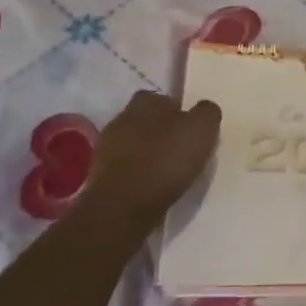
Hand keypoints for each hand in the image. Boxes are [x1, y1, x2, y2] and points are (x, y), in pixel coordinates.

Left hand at [85, 91, 220, 227]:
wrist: (123, 206)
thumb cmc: (166, 160)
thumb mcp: (202, 128)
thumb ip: (206, 112)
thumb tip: (204, 109)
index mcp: (145, 101)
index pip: (162, 98)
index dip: (177, 112)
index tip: (190, 129)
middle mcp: (121, 119)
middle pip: (145, 121)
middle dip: (160, 133)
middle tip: (181, 151)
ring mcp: (106, 150)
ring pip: (133, 146)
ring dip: (147, 156)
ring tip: (168, 174)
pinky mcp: (99, 178)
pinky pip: (125, 171)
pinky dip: (138, 177)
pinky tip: (152, 189)